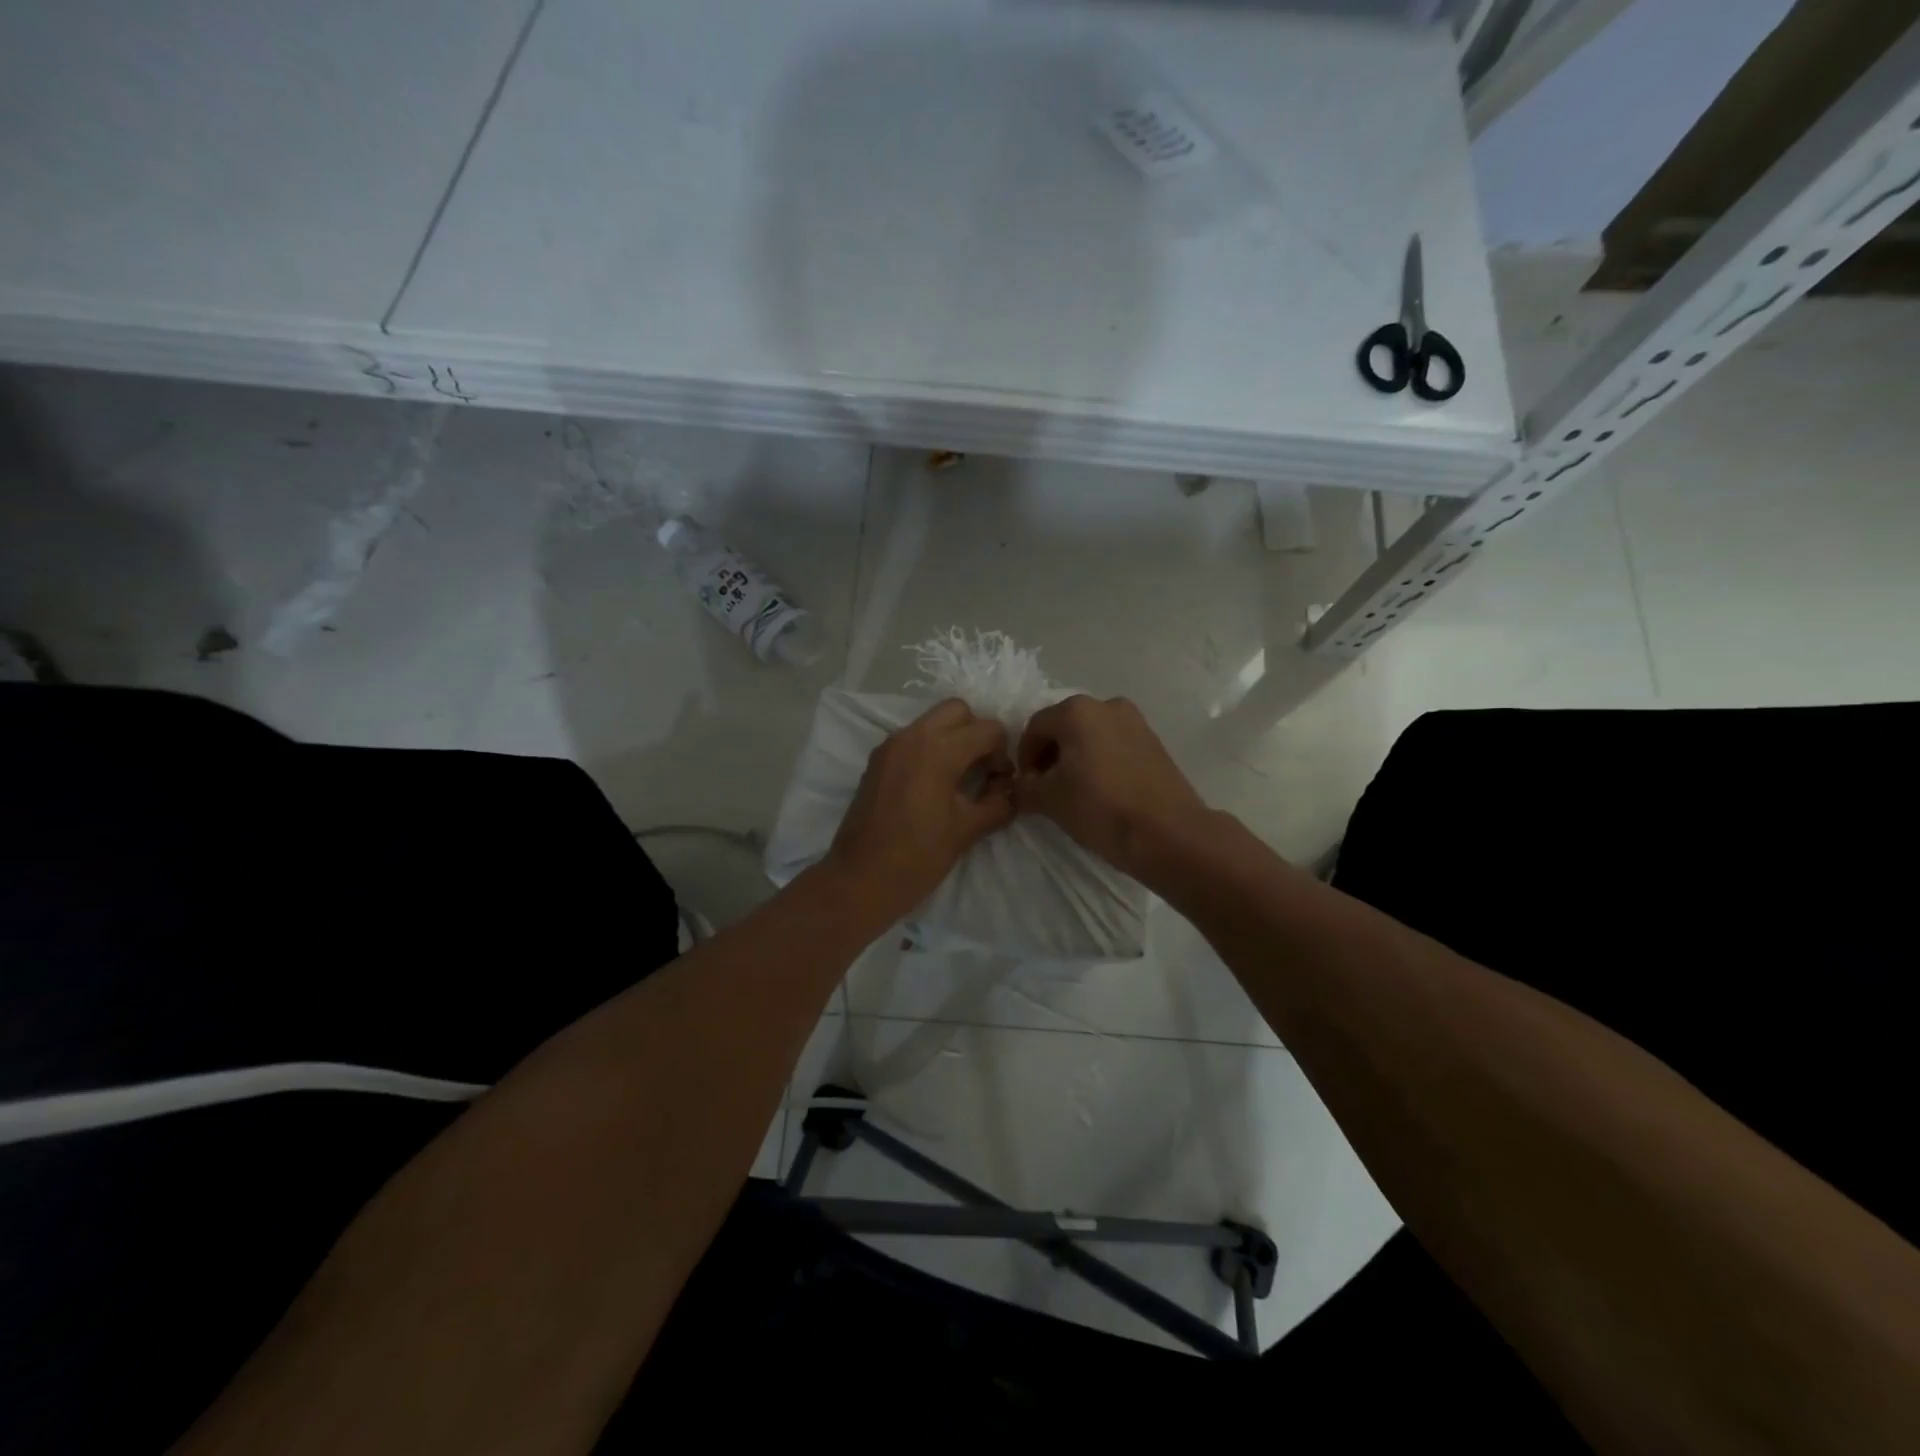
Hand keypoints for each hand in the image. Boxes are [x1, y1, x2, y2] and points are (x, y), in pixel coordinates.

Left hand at [824, 698, 1013, 925]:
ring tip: (958, 779)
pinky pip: (912, 739)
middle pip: (958, 710)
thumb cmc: (918, 856)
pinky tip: (933, 786)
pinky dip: (929, 749)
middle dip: (976, 733)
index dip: (1002, 753)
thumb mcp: (967, 830)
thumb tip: (1009, 791)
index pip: (987, 729)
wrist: (860, 880)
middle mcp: (912, 736)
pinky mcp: (877, 761)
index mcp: (938, 749)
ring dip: (952, 739)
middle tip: (981, 770)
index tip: (999, 783)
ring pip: (932, 722)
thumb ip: (997, 803)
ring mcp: (890, 746)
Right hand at [1015, 695, 1208, 883]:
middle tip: (1046, 789)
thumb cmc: (1101, 809)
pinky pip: (1114, 745)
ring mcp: (1135, 721)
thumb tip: (1020, 786)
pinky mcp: (1154, 742)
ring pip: (1091, 736)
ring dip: (1076, 759)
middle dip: (1050, 756)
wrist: (1169, 834)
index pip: (1034, 728)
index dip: (1024, 758)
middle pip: (1064, 727)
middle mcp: (1107, 705)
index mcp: (1077, 711)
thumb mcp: (1048, 800)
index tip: (1025, 786)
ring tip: (1074, 792)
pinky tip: (1101, 791)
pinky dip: (1100, 762)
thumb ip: (1024, 787)